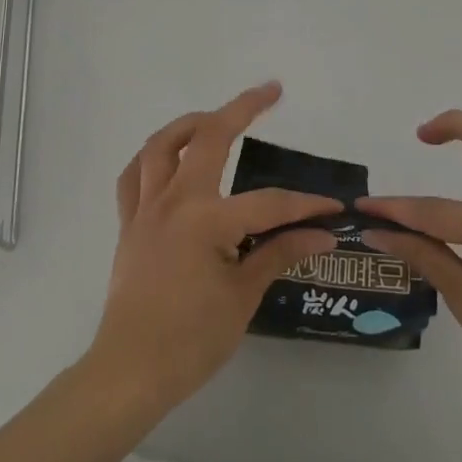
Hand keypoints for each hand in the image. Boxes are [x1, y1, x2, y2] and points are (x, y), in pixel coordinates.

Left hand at [85, 81, 340, 414]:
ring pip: (161, 145)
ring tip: (215, 117)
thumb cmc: (191, 340)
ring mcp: (146, 208)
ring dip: (190, 123)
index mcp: (207, 220)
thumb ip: (279, 255)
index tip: (333, 209)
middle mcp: (175, 200)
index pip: (268, 203)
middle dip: (242, 108)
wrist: (130, 371)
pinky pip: (133, 176)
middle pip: (209, 137)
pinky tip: (168, 159)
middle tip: (270, 91)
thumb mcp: (243, 296)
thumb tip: (322, 235)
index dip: (304, 205)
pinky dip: (151, 158)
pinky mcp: (129, 223)